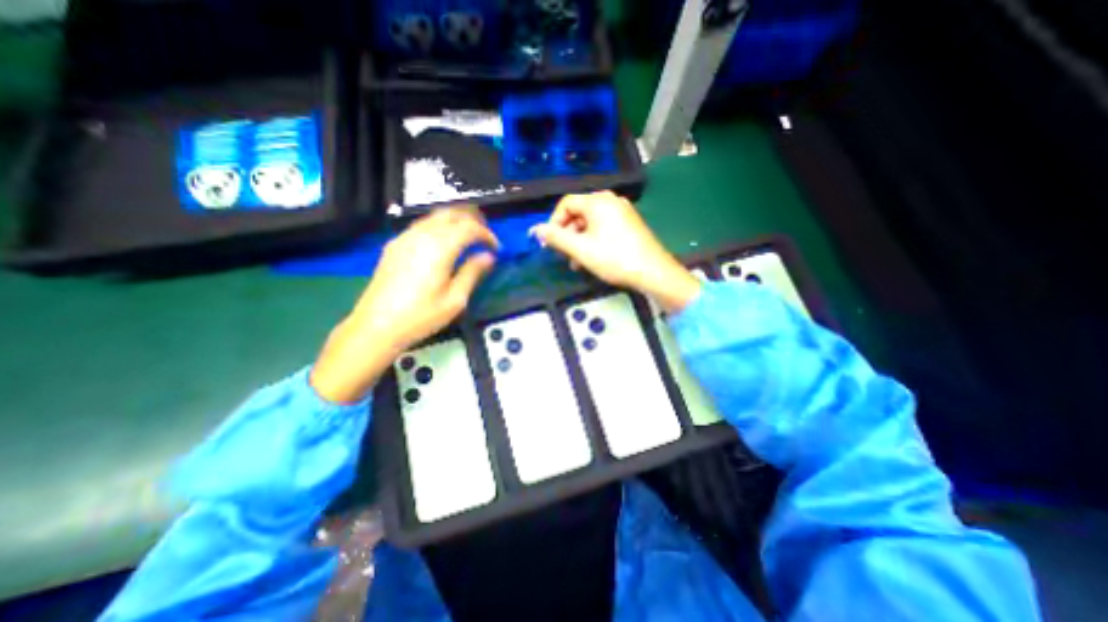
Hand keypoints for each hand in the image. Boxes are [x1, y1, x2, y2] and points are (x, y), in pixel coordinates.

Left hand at [311, 208, 502, 403]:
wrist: (376, 326)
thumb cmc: (421, 316)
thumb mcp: (455, 300)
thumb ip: (473, 273)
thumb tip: (488, 257)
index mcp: (439, 248)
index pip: (469, 228)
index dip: (487, 235)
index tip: (496, 248)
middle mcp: (422, 235)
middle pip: (452, 213)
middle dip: (473, 220)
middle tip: (485, 236)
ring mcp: (405, 238)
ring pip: (435, 216)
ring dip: (456, 221)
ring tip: (468, 238)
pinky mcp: (395, 245)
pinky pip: (422, 225)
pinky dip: (439, 227)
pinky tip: (444, 244)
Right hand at [531, 190, 700, 314]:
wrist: (653, 272)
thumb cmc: (615, 258)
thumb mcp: (580, 249)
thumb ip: (556, 238)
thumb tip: (536, 230)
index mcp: (598, 202)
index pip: (566, 203)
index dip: (553, 222)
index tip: (550, 242)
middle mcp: (611, 201)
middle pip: (578, 213)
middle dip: (567, 234)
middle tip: (563, 254)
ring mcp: (622, 212)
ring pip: (590, 223)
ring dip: (579, 241)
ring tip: (576, 262)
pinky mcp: (629, 224)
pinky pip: (604, 228)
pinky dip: (593, 241)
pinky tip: (591, 259)